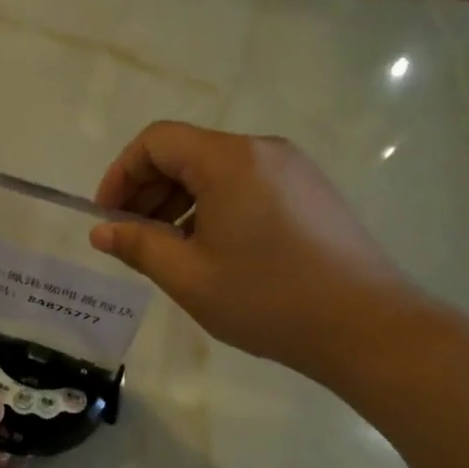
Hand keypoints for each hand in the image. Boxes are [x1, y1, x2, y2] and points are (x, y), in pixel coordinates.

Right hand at [90, 121, 417, 383]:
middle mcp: (262, 150)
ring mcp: (292, 169)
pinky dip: (215, 208)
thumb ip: (138, 246)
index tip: (108, 218)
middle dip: (148, 191)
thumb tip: (102, 231)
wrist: (366, 326)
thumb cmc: (267, 299)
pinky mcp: (310, 192)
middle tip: (132, 239)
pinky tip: (214, 251)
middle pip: (187, 152)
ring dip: (180, 202)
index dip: (121, 174)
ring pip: (217, 171)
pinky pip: (247, 185)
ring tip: (169, 251)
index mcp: (228, 160)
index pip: (156, 142)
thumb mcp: (189, 276)